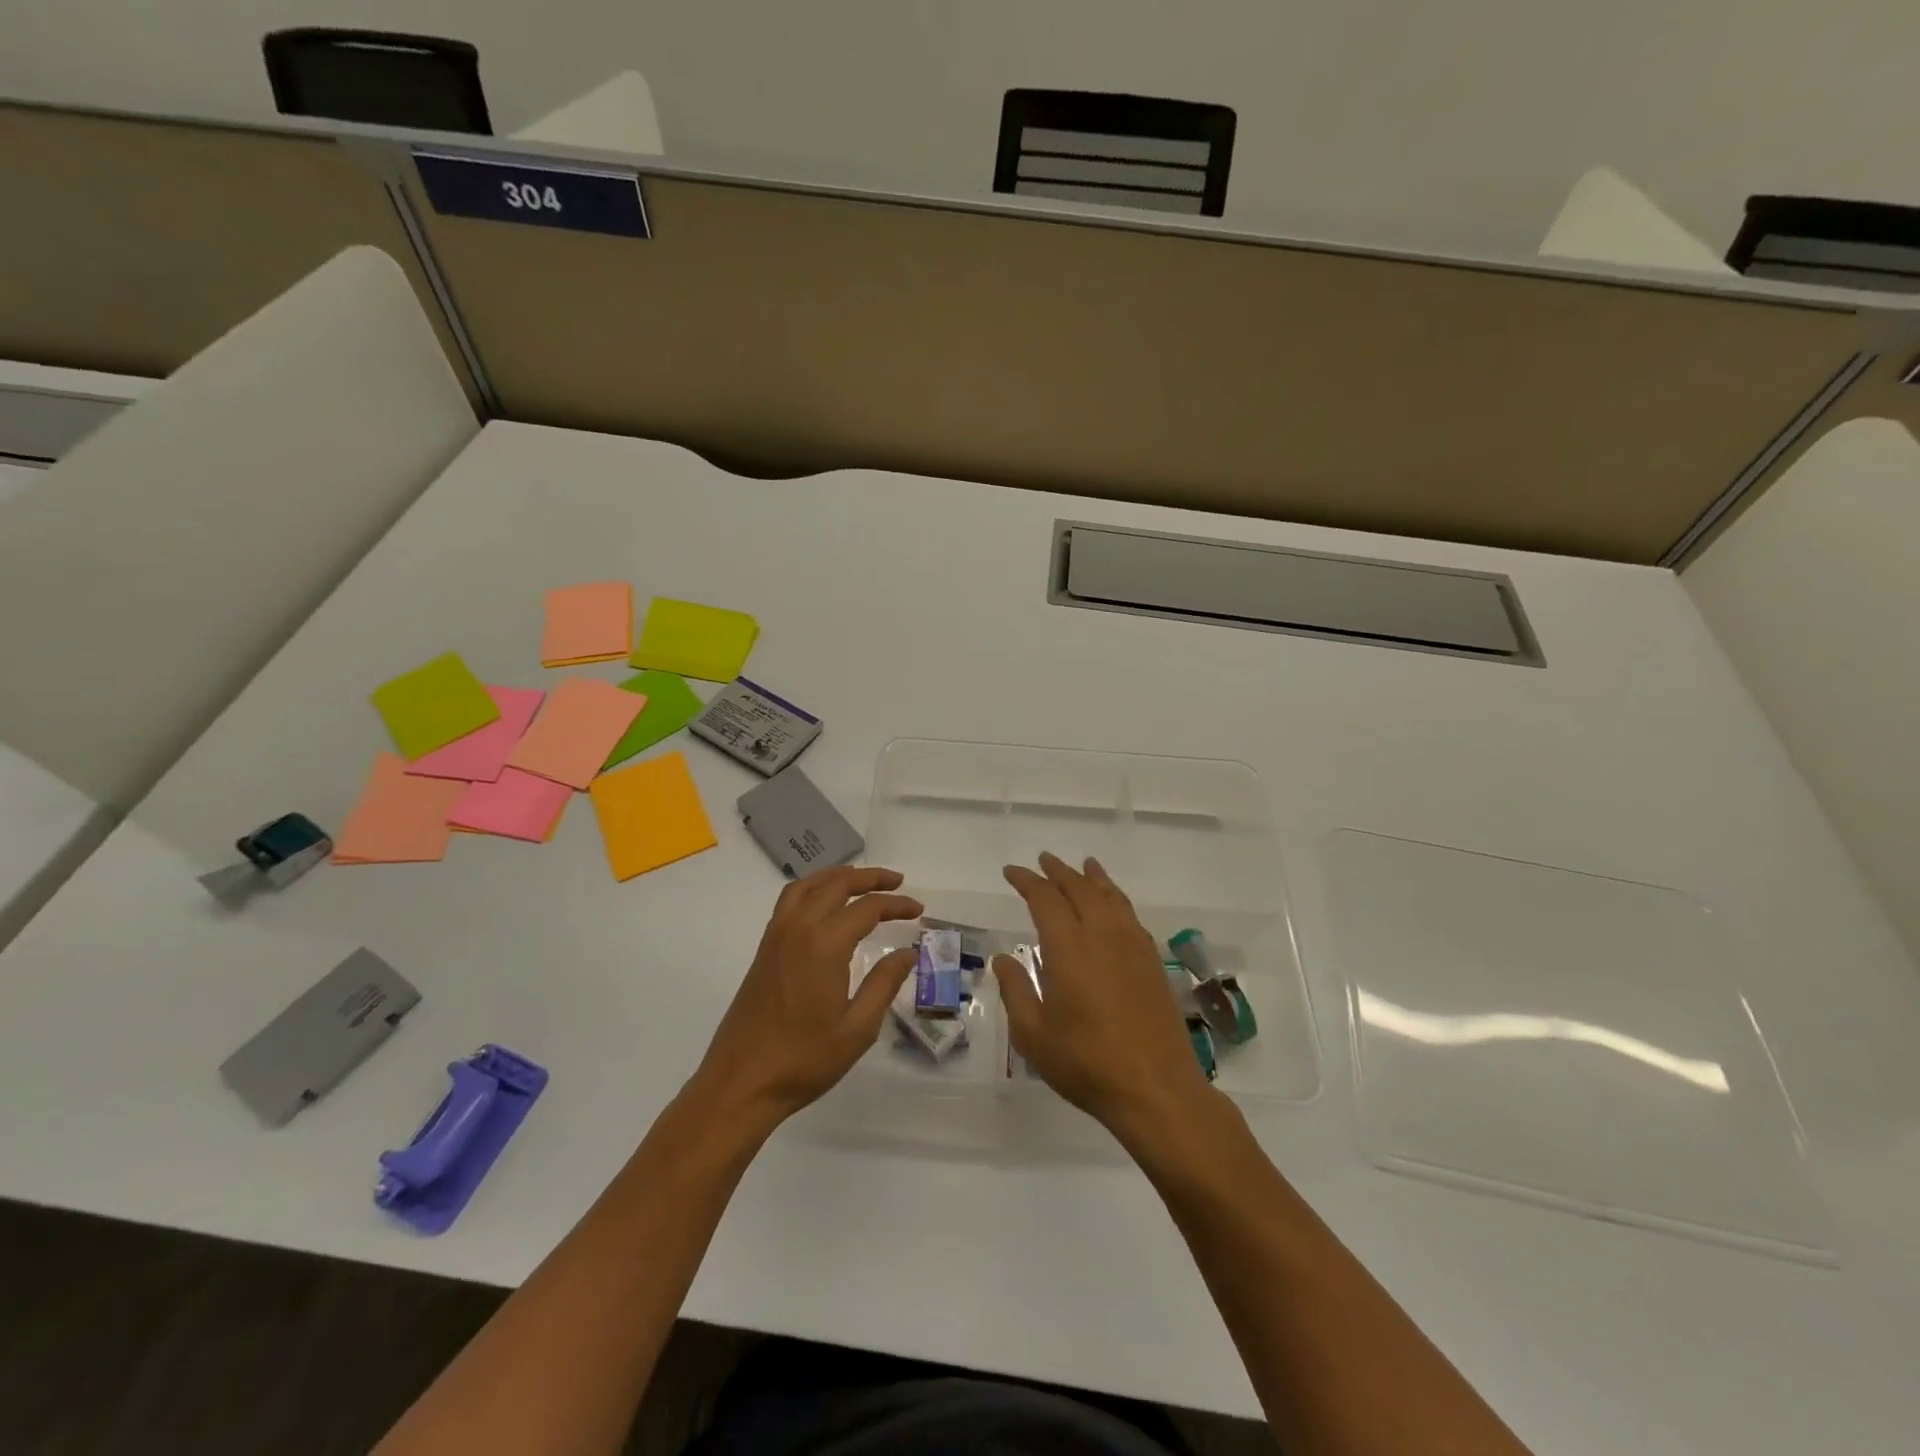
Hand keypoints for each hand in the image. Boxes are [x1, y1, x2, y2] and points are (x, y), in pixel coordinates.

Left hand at [692, 866, 922, 1125]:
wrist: (740, 1083)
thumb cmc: (803, 1060)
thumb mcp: (857, 1029)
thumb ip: (884, 984)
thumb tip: (907, 952)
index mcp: (824, 945)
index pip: (867, 908)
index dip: (896, 905)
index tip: (918, 911)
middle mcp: (798, 929)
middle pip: (836, 884)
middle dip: (870, 878)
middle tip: (898, 883)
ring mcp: (776, 936)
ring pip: (808, 885)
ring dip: (838, 877)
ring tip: (863, 882)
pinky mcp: (764, 949)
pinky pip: (790, 900)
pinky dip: (813, 888)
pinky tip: (826, 905)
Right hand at [993, 853, 1215, 1137]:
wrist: (1156, 1088)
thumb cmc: (1086, 1062)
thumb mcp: (1033, 1034)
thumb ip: (1015, 990)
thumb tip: (1002, 958)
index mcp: (1068, 947)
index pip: (1045, 899)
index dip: (1027, 881)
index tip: (1012, 872)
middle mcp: (1102, 935)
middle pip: (1080, 888)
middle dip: (1059, 872)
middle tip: (1043, 860)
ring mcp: (1133, 946)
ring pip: (1111, 897)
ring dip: (1093, 878)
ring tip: (1085, 865)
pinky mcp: (1153, 962)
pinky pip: (1131, 915)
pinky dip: (1117, 898)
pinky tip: (1114, 906)